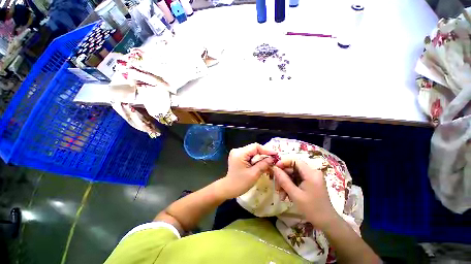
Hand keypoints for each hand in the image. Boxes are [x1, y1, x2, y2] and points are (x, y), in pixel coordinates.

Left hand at [218, 143, 276, 199]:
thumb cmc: (240, 183)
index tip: (275, 154)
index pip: (255, 147)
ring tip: (269, 163)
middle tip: (273, 159)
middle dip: (264, 154)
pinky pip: (249, 155)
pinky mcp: (238, 156)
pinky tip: (261, 164)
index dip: (266, 150)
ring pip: (252, 152)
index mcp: (240, 153)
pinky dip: (256, 159)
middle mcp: (237, 150)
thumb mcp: (254, 174)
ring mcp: (237, 153)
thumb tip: (272, 158)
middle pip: (254, 149)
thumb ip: (263, 164)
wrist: (228, 188)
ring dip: (260, 157)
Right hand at [273, 159, 337, 229]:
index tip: (275, 169)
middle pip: (293, 168)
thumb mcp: (295, 195)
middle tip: (276, 187)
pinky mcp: (310, 182)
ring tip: (281, 195)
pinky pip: (296, 179)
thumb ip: (283, 180)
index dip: (283, 162)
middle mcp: (312, 172)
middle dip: (283, 176)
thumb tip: (274, 168)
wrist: (327, 222)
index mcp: (311, 173)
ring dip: (285, 183)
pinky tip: (286, 195)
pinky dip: (290, 185)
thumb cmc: (312, 209)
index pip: (295, 160)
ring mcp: (311, 177)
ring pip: (293, 174)